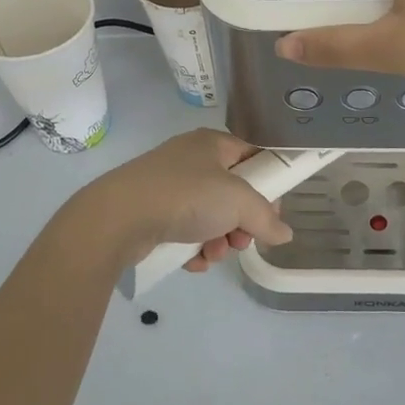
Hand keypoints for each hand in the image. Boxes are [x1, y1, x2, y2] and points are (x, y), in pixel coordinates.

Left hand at [61, 129, 292, 271]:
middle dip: (242, 222)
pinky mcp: (152, 212)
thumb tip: (285, 234)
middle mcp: (192, 160)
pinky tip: (193, 260)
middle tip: (243, 240)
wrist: (119, 217)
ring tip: (215, 253)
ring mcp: (169, 186)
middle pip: (232, 192)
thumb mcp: (237, 201)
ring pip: (210, 215)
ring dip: (220, 239)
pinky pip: (185, 230)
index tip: (273, 212)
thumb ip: (266, 217)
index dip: (268, 183)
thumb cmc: (186, 195)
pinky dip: (194, 247)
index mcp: (212, 143)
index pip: (252, 157)